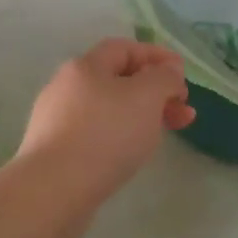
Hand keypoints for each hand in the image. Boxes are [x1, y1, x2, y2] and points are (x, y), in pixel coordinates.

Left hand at [16, 40, 194, 202]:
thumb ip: (163, 78)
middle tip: (184, 112)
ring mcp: (57, 120)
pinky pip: (96, 134)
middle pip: (117, 79)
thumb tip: (167, 71)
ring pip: (108, 109)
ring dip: (141, 115)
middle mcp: (66, 87)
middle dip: (155, 91)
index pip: (124, 48)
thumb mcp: (146, 96)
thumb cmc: (105, 134)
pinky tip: (132, 153)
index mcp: (85, 66)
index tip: (183, 75)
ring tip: (164, 134)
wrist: (54, 189)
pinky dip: (120, 136)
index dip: (157, 56)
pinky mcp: (56, 151)